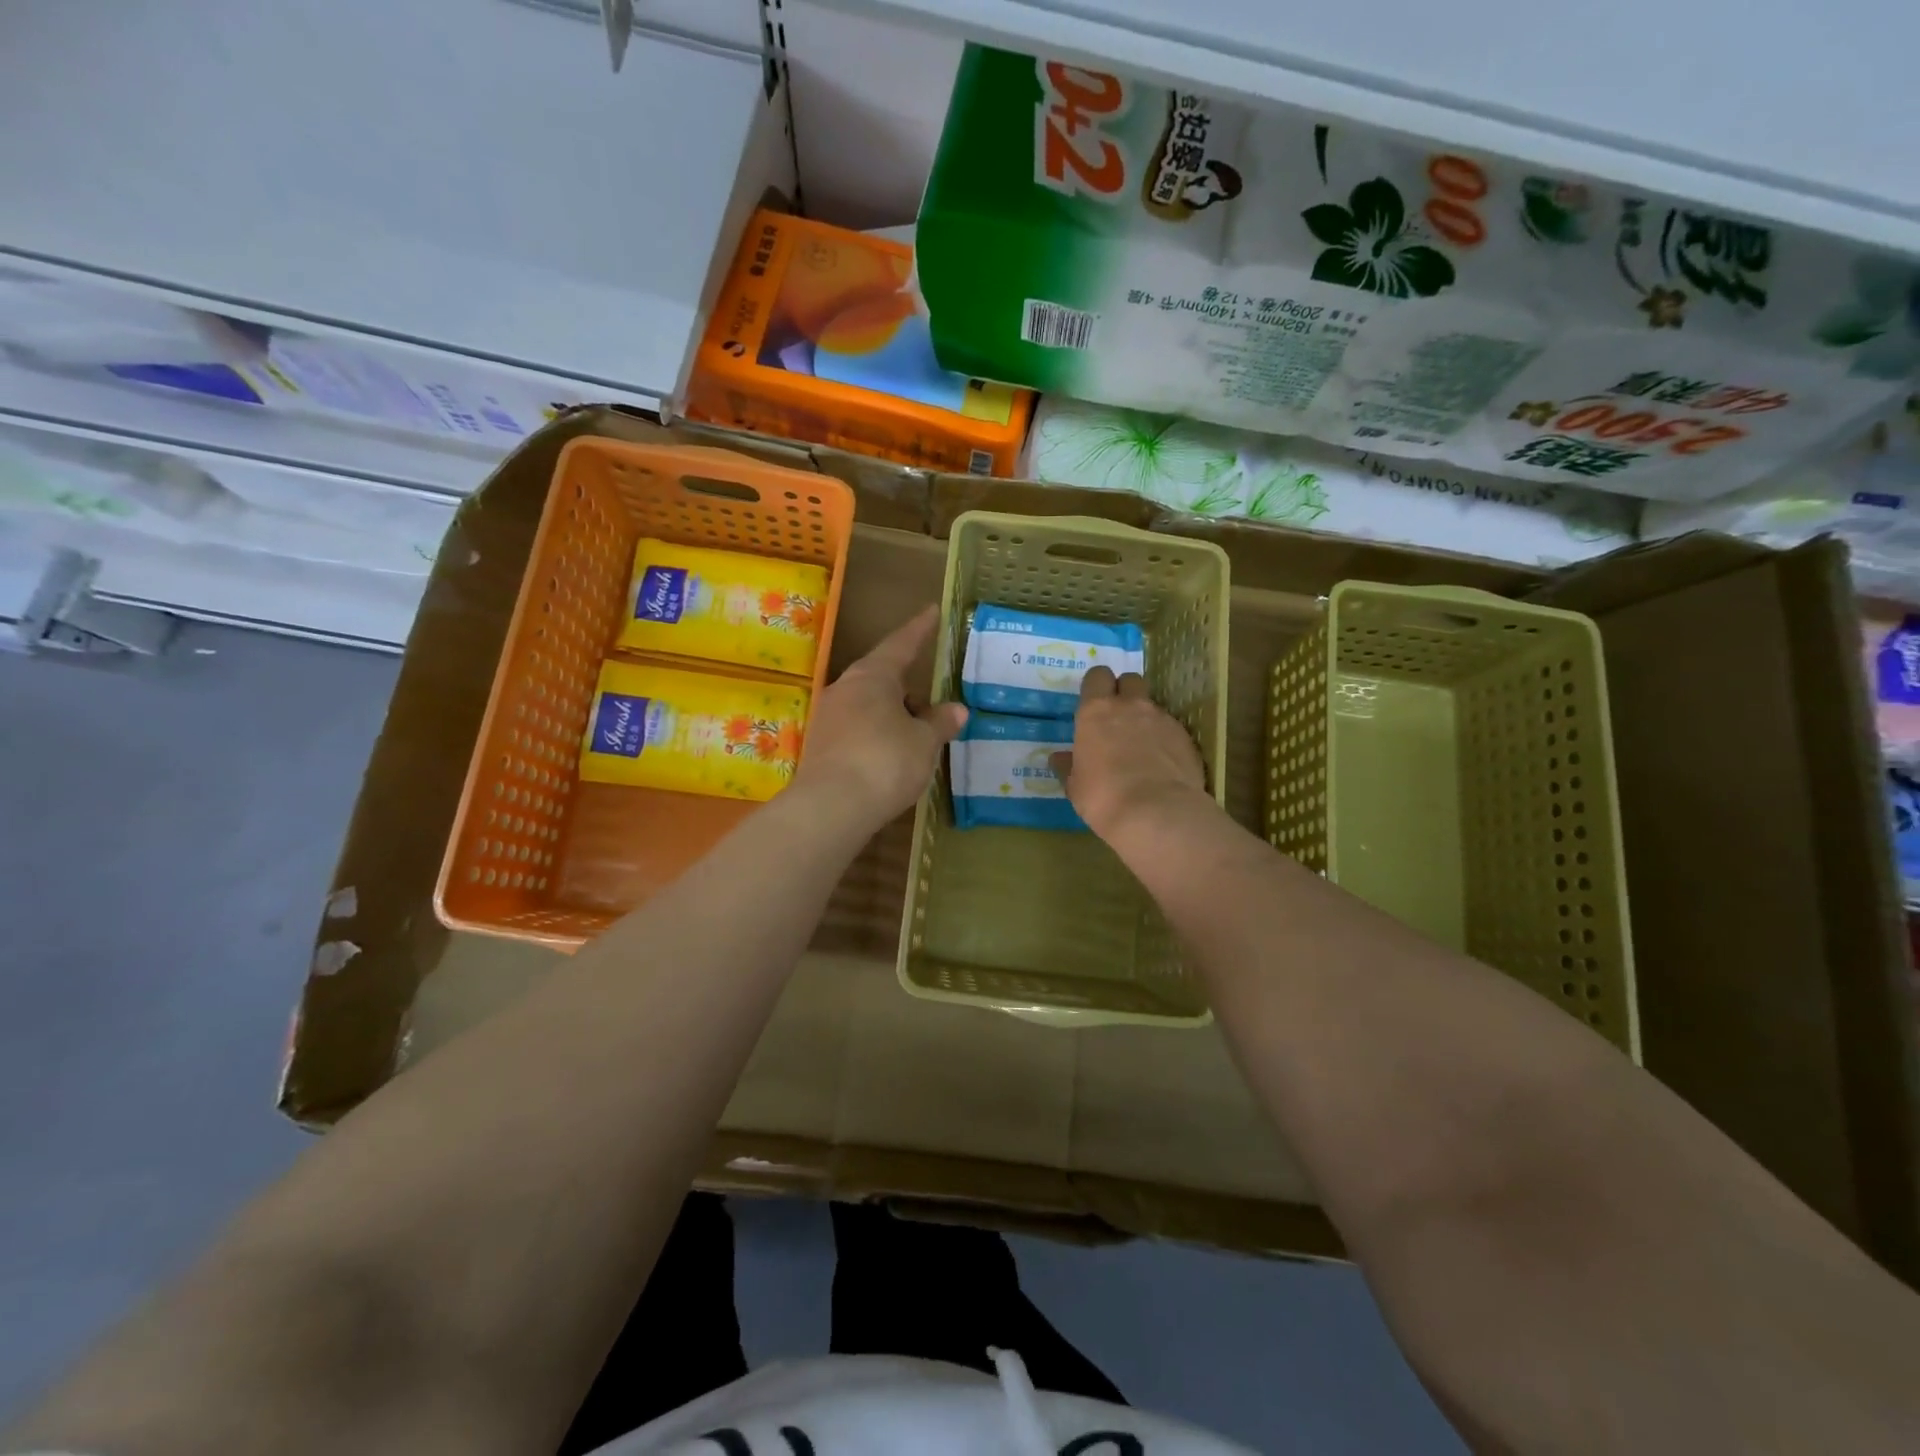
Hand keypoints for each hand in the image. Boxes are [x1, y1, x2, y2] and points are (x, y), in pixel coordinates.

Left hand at [793, 605, 966, 831]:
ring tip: (916, 737)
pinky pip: (856, 731)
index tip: (932, 611)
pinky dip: (876, 736)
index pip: (901, 644)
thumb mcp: (923, 742)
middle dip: (908, 689)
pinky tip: (890, 757)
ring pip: (868, 706)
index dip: (920, 630)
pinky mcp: (820, 748)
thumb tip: (956, 710)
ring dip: (892, 716)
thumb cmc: (885, 762)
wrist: (830, 808)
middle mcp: (844, 689)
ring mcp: (828, 718)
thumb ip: (939, 723)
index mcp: (872, 676)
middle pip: (881, 678)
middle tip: (932, 706)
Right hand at [1050, 667, 1205, 839]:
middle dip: (1124, 692)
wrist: (1157, 813)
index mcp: (1096, 711)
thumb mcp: (1076, 786)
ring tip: (1141, 747)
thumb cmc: (1103, 797)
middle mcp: (1130, 706)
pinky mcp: (1185, 737)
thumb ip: (1069, 766)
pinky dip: (1165, 739)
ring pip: (1152, 705)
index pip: (1097, 676)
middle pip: (1130, 680)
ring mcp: (1162, 719)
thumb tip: (1059, 758)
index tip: (1093, 703)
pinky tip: (1162, 763)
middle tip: (1118, 718)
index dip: (1096, 686)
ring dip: (1145, 718)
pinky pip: (1172, 728)